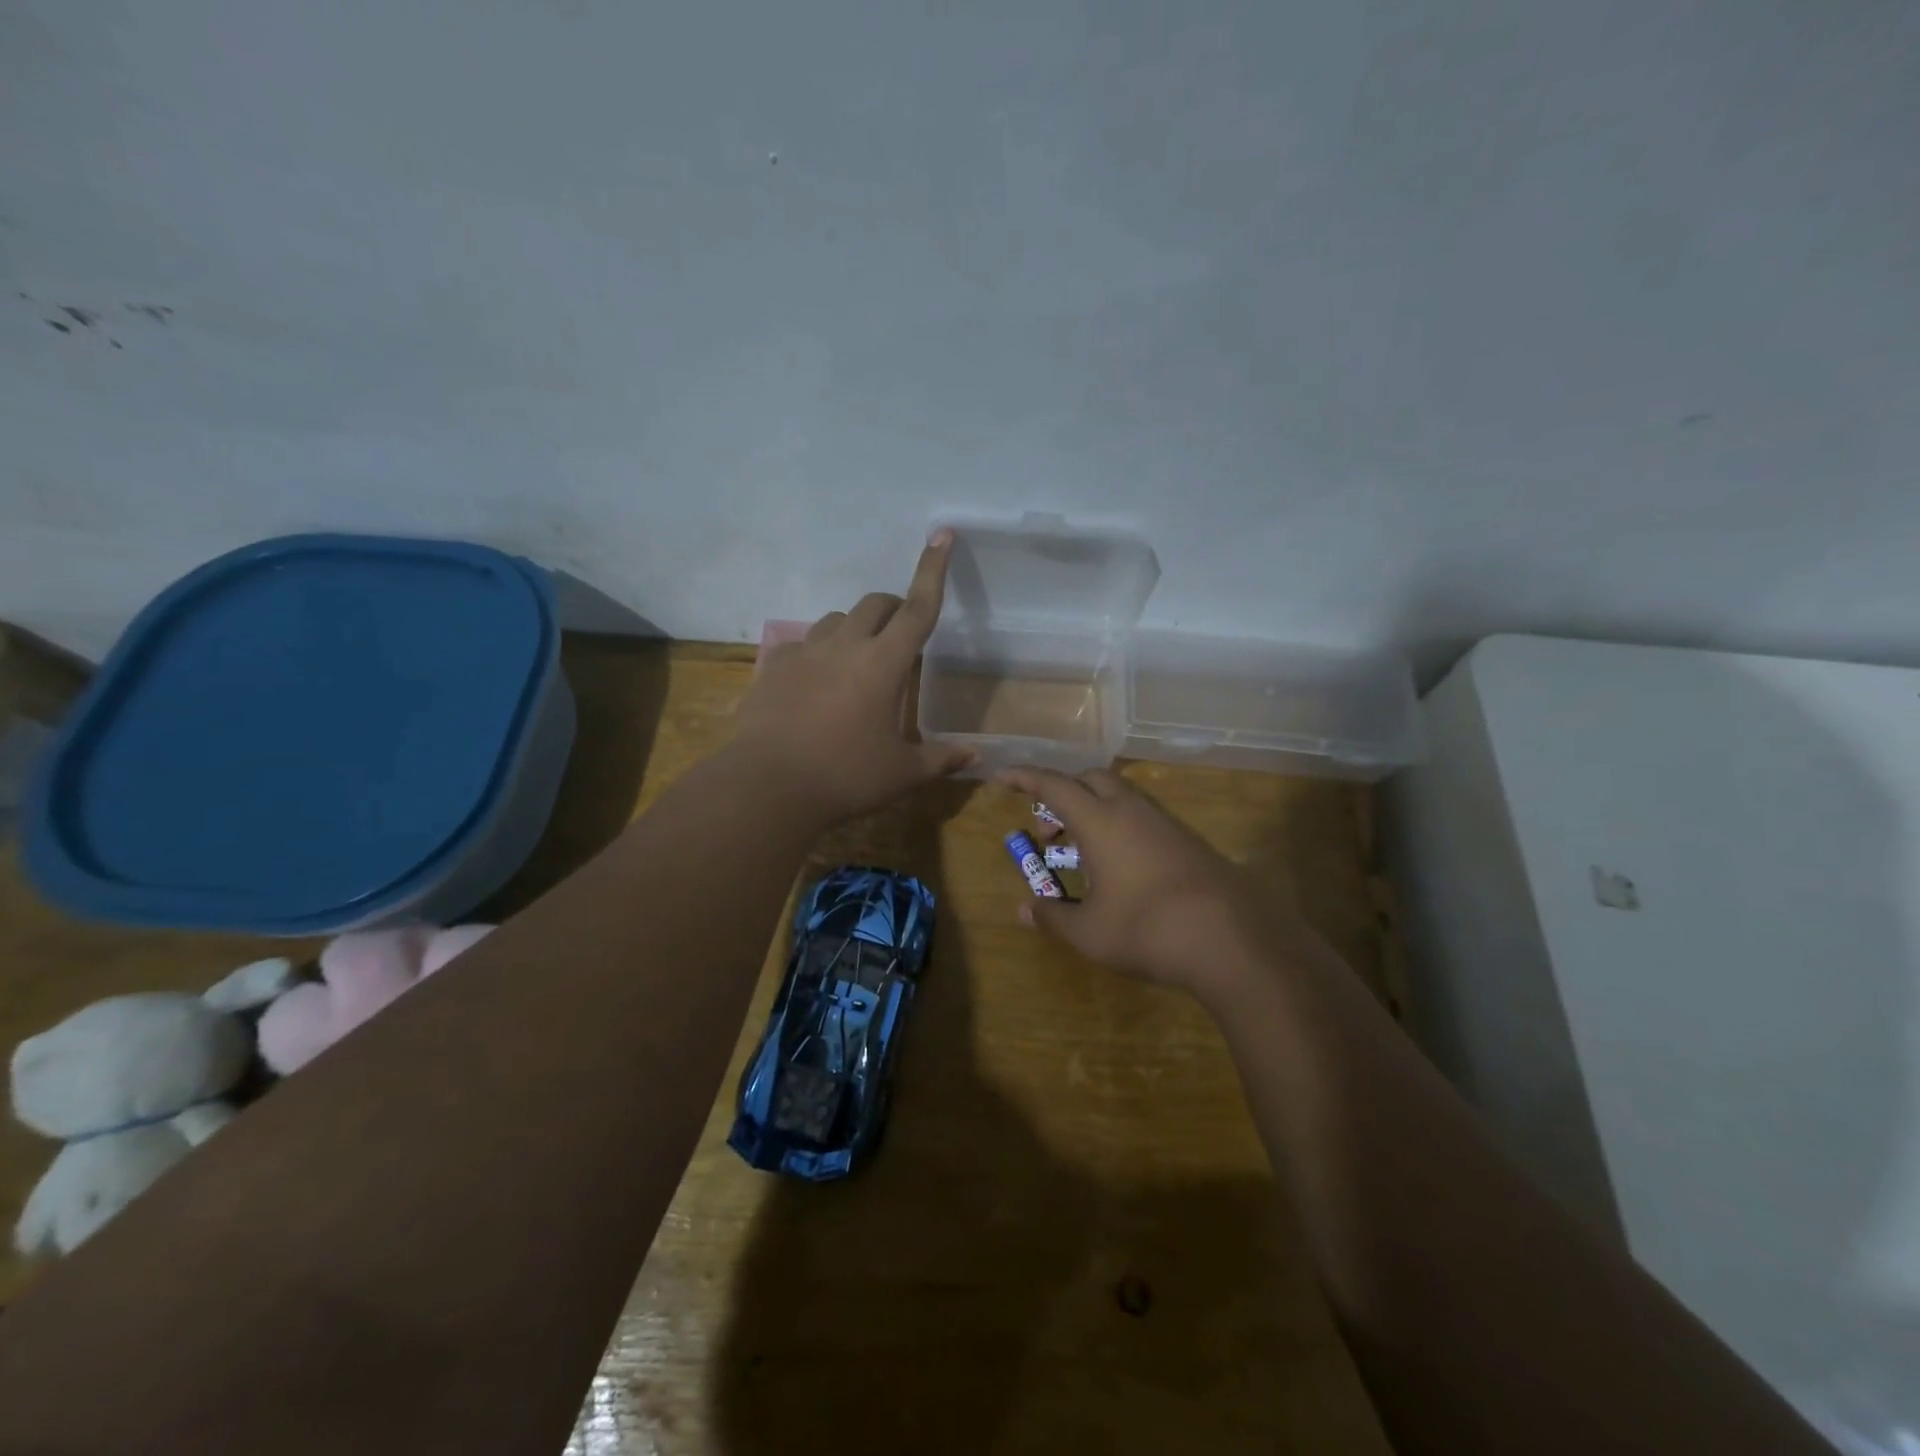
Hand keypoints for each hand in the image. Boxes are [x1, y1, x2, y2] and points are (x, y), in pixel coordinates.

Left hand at [731, 532, 975, 823]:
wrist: (767, 787)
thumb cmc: (845, 777)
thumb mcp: (900, 773)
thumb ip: (939, 759)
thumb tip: (974, 757)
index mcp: (884, 664)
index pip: (918, 608)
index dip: (933, 571)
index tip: (941, 535)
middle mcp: (845, 645)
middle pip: (876, 604)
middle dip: (894, 609)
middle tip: (901, 638)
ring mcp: (805, 652)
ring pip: (836, 619)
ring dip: (855, 629)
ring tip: (857, 664)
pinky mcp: (774, 666)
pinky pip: (802, 644)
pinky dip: (817, 653)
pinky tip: (815, 683)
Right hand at [997, 766, 1273, 998]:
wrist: (1234, 940)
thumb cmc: (1147, 930)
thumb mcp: (1089, 932)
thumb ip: (1052, 917)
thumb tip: (1023, 910)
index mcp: (1100, 821)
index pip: (1053, 786)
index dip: (1024, 778)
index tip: (1002, 777)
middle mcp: (1132, 811)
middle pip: (1090, 780)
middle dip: (1062, 795)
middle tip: (1048, 833)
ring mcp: (1166, 824)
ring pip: (1121, 798)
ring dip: (1093, 813)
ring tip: (1082, 855)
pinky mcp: (1189, 842)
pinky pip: (1143, 819)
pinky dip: (1120, 829)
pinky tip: (1122, 870)